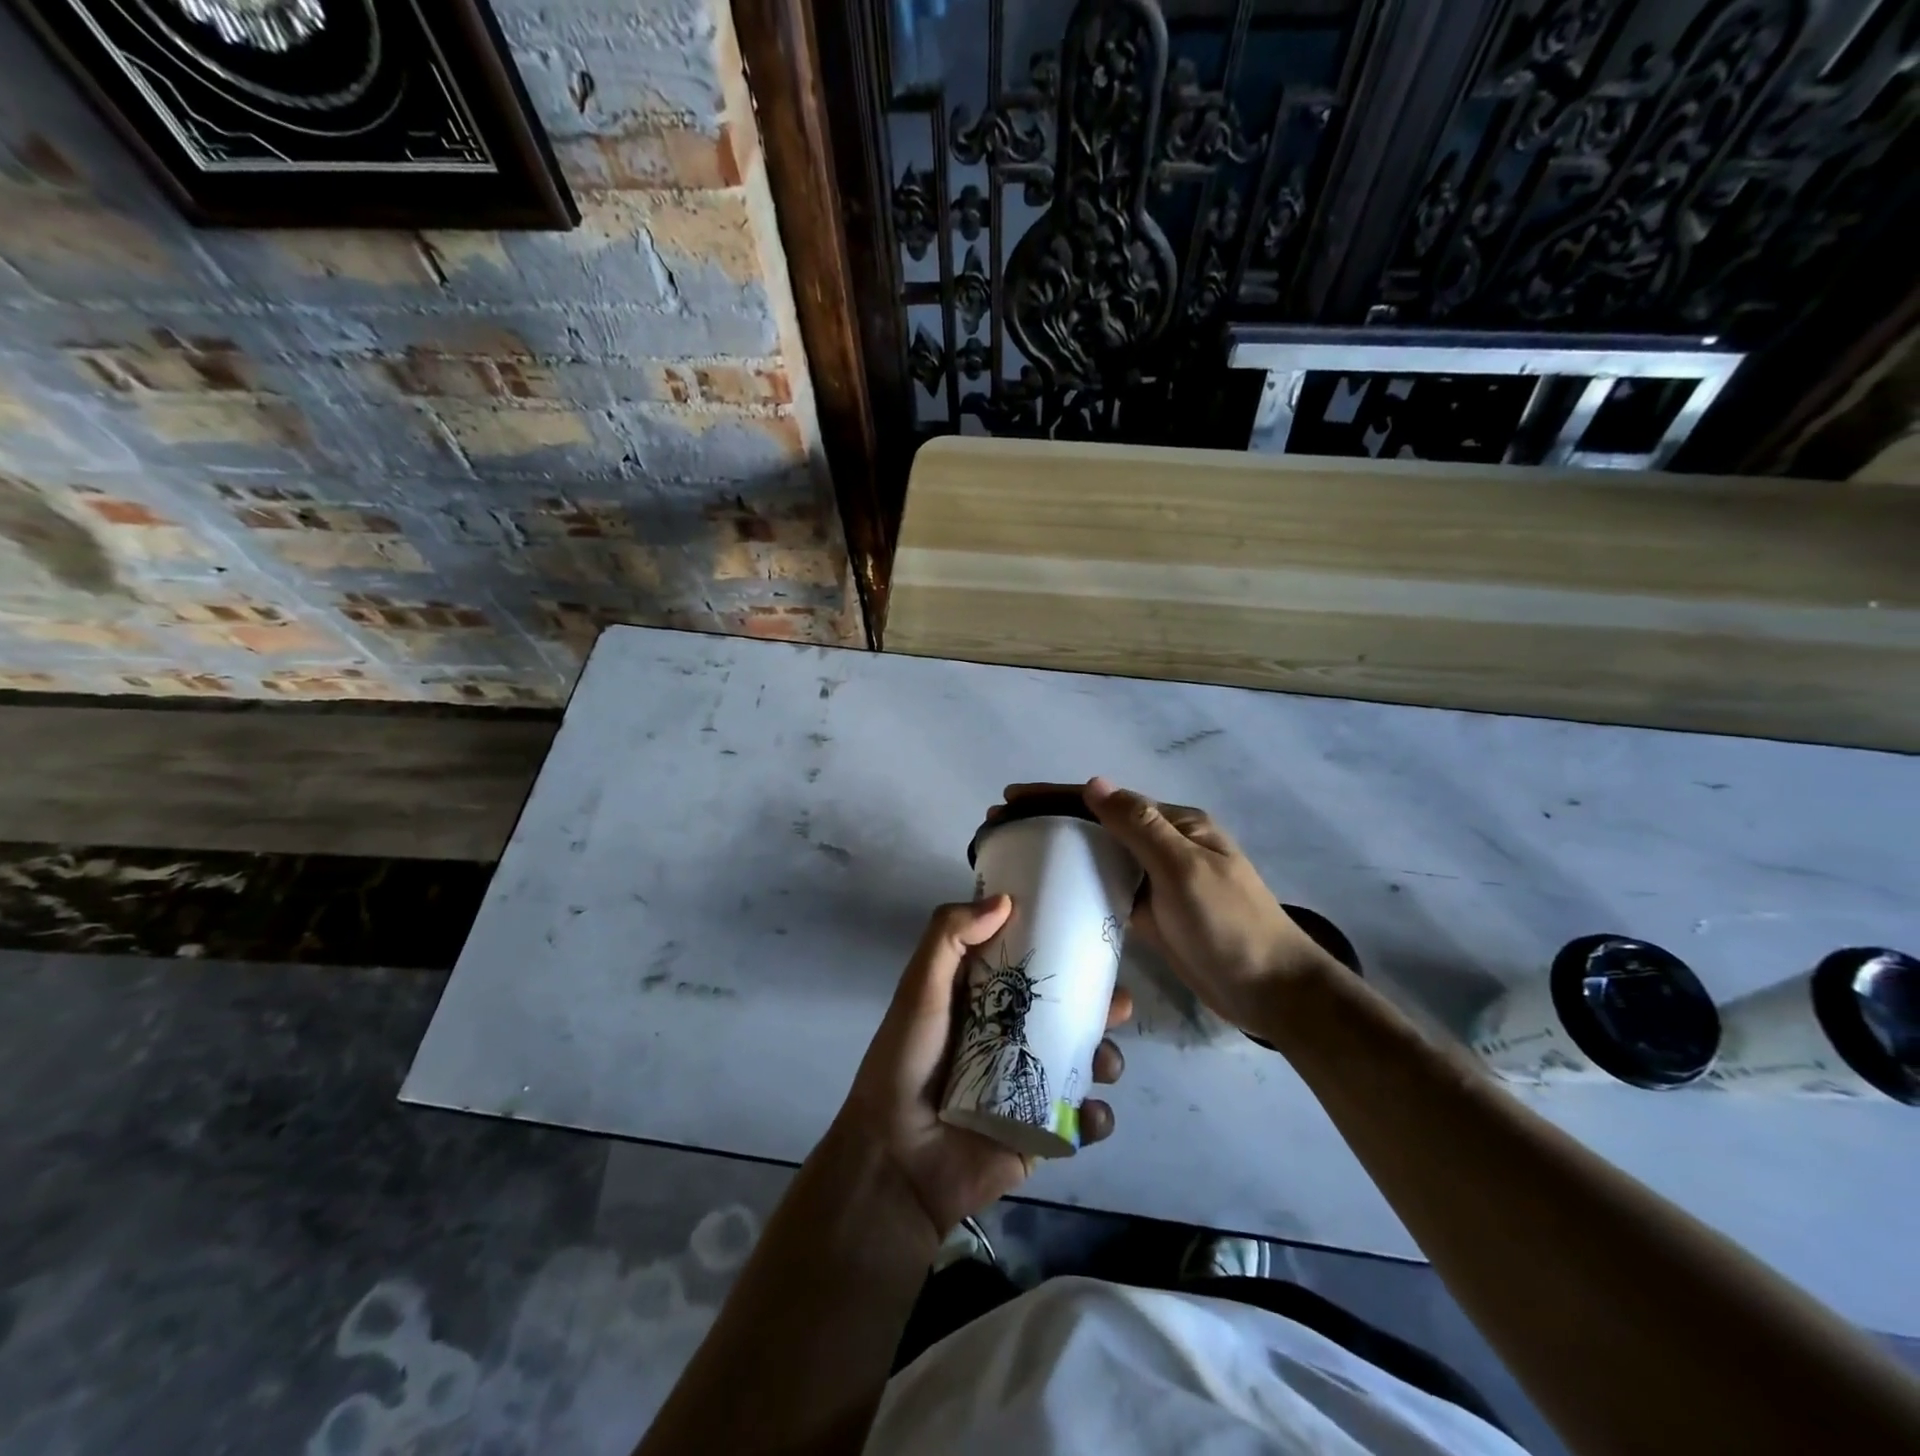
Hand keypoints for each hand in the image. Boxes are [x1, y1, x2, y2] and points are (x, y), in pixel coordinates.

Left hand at [834, 896, 1130, 1239]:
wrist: (897, 1159)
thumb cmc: (907, 1063)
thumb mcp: (920, 989)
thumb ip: (949, 937)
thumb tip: (1006, 901)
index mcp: (987, 1002)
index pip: (1035, 968)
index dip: (1066, 952)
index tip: (1094, 939)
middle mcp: (1013, 1039)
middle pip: (1071, 1015)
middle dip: (1102, 1007)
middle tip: (1118, 1004)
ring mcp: (1030, 1087)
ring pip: (1086, 1064)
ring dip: (1107, 1059)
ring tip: (1104, 1064)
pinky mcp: (1041, 1133)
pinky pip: (1083, 1123)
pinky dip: (1097, 1118)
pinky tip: (1089, 1113)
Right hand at [998, 779, 1342, 1032]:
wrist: (1271, 990)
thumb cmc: (1230, 924)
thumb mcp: (1184, 869)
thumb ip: (1139, 826)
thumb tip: (1093, 783)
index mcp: (1175, 824)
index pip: (1106, 800)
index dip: (1056, 796)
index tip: (1012, 799)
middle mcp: (1163, 845)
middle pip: (1098, 825)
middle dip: (1050, 819)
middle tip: (1001, 827)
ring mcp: (1156, 881)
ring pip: (1099, 856)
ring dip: (1060, 850)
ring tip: (1015, 852)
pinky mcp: (1150, 913)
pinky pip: (1106, 889)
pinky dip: (1078, 884)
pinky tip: (1049, 889)